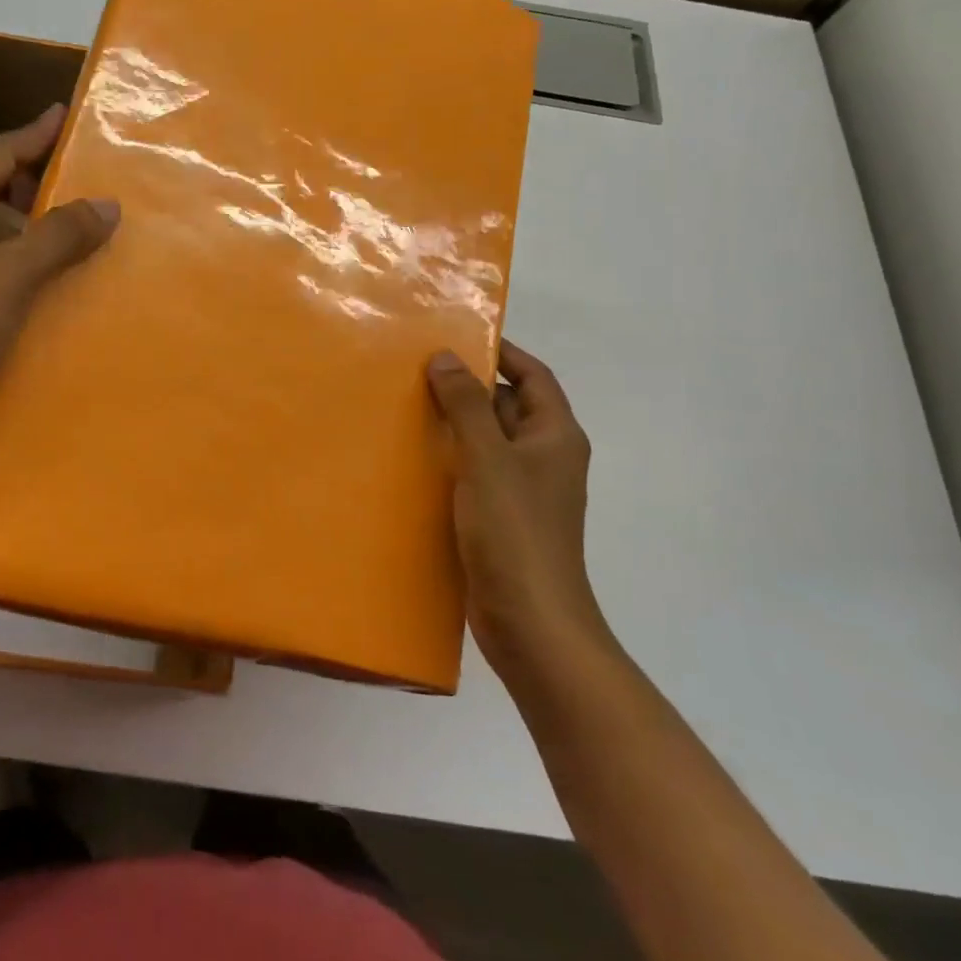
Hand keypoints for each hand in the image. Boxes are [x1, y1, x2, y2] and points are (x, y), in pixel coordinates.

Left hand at [0, 104, 117, 487]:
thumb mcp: (10, 275)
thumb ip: (61, 235)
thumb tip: (108, 203)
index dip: (35, 134)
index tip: (67, 113)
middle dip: (38, 190)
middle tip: (88, 186)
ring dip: (33, 237)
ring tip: (84, 241)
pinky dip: (20, 273)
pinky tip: (53, 289)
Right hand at [426, 340, 600, 679]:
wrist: (531, 622)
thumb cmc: (515, 532)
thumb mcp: (487, 459)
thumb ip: (466, 405)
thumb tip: (446, 357)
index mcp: (555, 436)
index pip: (533, 376)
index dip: (501, 353)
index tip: (456, 338)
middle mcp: (544, 457)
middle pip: (507, 406)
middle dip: (468, 387)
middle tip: (417, 371)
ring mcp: (523, 490)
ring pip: (487, 441)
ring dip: (454, 424)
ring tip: (406, 406)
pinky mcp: (501, 518)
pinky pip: (475, 473)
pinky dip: (450, 460)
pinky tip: (413, 458)